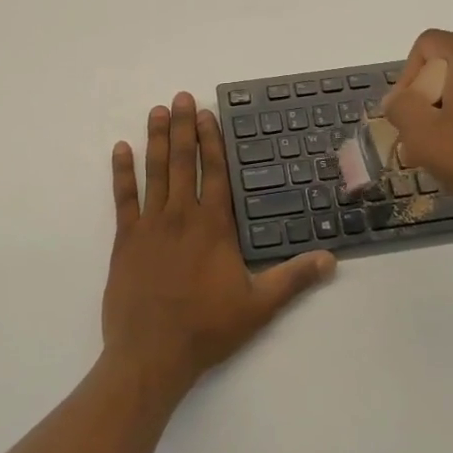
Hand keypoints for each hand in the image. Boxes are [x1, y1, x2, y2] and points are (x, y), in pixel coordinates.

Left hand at [103, 93, 335, 392]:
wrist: (151, 355)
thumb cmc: (207, 329)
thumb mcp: (259, 306)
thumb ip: (293, 279)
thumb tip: (331, 259)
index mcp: (214, 226)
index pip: (215, 172)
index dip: (212, 140)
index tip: (208, 114)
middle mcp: (182, 216)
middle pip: (184, 162)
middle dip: (184, 127)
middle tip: (181, 97)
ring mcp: (150, 225)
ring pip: (155, 172)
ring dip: (157, 139)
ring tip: (157, 111)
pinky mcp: (125, 240)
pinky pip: (123, 198)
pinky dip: (121, 172)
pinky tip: (121, 149)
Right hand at [382, 29, 452, 226]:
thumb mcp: (423, 135)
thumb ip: (401, 108)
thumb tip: (399, 100)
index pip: (428, 43)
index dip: (407, 74)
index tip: (407, 111)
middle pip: (449, 66)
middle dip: (428, 99)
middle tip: (420, 137)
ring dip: (450, 114)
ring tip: (444, 152)